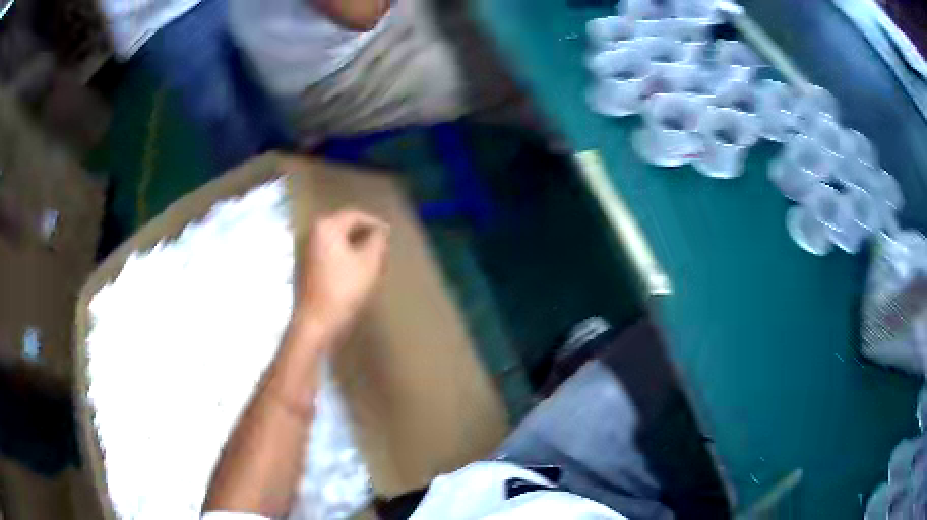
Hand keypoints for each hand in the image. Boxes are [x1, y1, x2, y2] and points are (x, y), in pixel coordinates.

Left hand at [295, 209, 389, 338]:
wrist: (317, 322)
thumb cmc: (344, 289)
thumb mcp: (369, 262)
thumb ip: (378, 240)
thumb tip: (381, 231)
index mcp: (326, 226)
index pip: (355, 215)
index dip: (375, 223)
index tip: (389, 235)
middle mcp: (312, 233)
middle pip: (343, 227)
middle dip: (364, 235)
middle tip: (382, 247)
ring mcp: (305, 251)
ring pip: (335, 242)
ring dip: (353, 248)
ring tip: (371, 261)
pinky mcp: (305, 269)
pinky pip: (328, 255)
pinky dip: (342, 259)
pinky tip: (354, 274)